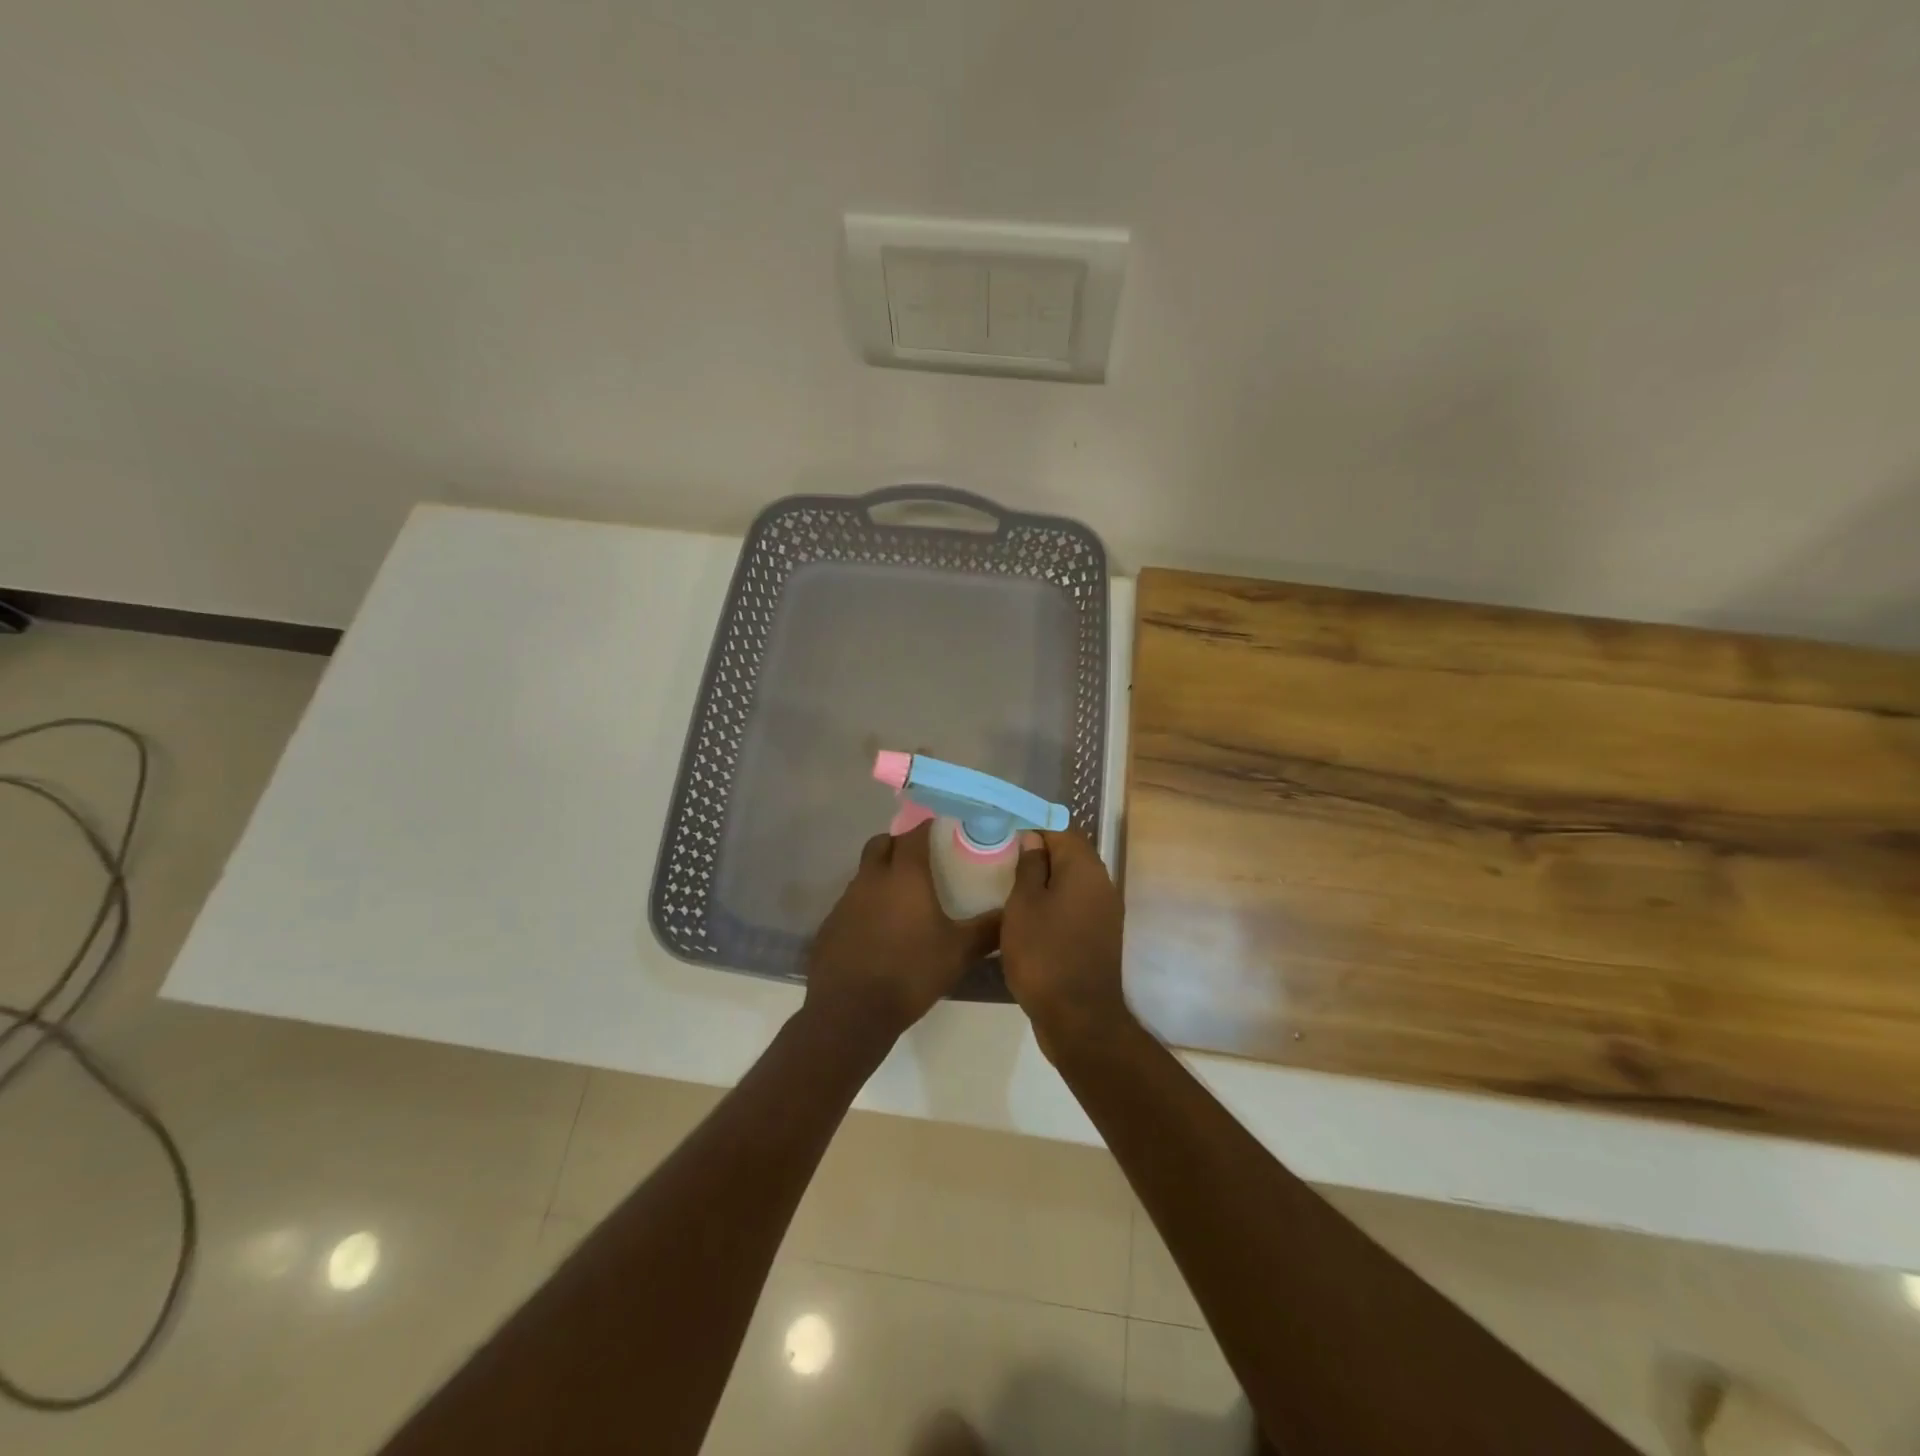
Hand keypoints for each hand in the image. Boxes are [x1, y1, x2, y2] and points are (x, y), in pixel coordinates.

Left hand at [804, 822, 999, 1045]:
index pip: (914, 833)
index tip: (942, 829)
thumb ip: (987, 930)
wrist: (851, 1011)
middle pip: (882, 843)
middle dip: (900, 844)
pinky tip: (879, 930)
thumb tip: (1012, 913)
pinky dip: (866, 904)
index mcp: (904, 875)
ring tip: (903, 898)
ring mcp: (846, 900)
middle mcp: (872, 878)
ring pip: (865, 872)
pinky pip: (852, 901)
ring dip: (882, 874)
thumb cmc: (910, 972)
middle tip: (921, 861)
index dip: (927, 826)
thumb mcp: (958, 953)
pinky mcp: (831, 924)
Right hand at [1000, 830, 1132, 1062]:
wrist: (1078, 1017)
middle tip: (1003, 859)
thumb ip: (1029, 866)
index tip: (1004, 834)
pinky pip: (1076, 903)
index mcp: (1084, 868)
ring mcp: (1105, 910)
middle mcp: (1102, 882)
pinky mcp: (1100, 933)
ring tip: (1011, 885)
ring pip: (1073, 879)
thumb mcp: (1023, 905)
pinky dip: (1055, 901)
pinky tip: (1030, 913)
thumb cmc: (1043, 954)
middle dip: (1039, 852)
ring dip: (1046, 878)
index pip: (1060, 828)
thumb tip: (1034, 839)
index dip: (1032, 827)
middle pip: (1070, 853)